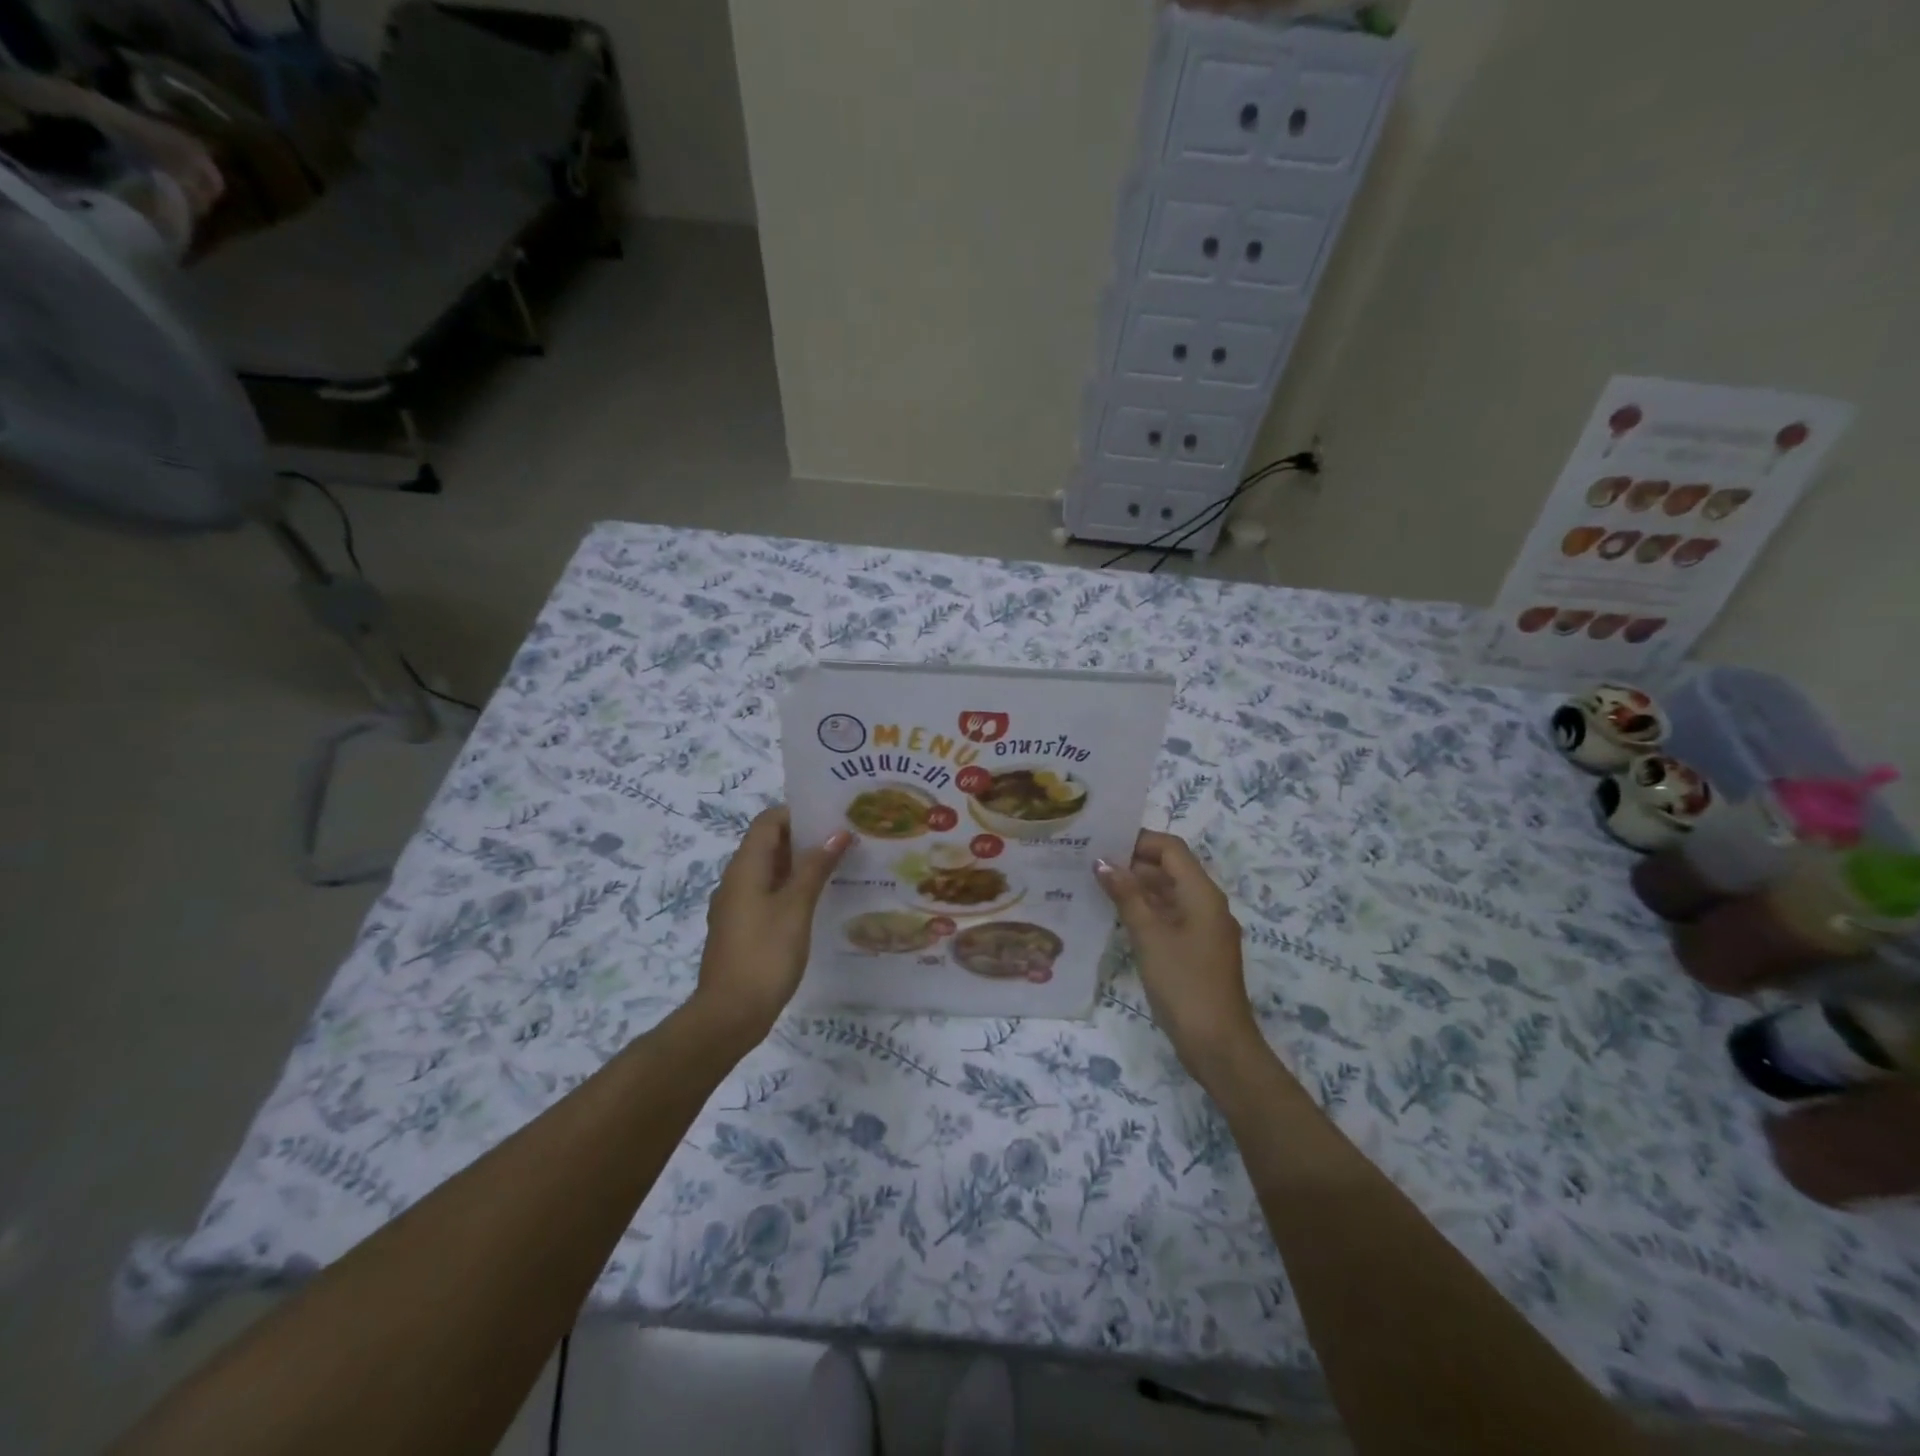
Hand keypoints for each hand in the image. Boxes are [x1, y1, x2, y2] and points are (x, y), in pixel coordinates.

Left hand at [692, 806, 849, 1042]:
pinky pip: (768, 896)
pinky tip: (818, 902)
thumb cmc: (765, 953)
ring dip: (800, 866)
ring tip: (839, 867)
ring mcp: (737, 907)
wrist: (730, 1014)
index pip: (767, 821)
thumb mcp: (796, 906)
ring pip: (770, 872)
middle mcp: (736, 880)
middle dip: (804, 838)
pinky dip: (791, 890)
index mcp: (744, 867)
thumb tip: (837, 832)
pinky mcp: (742, 930)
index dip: (797, 813)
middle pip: (768, 845)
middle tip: (844, 840)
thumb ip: (816, 867)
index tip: (831, 816)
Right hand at [1096, 831, 1261, 1076]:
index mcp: (1202, 894)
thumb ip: (1127, 896)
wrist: (1218, 1045)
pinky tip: (1117, 918)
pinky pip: (1170, 917)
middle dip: (1133, 863)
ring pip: (1169, 894)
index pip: (1171, 848)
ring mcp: (1204, 929)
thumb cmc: (1184, 984)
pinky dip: (1146, 911)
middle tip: (1091, 864)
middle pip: (1170, 868)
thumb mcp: (1150, 936)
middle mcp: (1207, 904)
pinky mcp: (1197, 950)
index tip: (1102, 842)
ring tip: (1096, 887)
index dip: (1139, 840)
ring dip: (1137, 888)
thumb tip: (1102, 862)